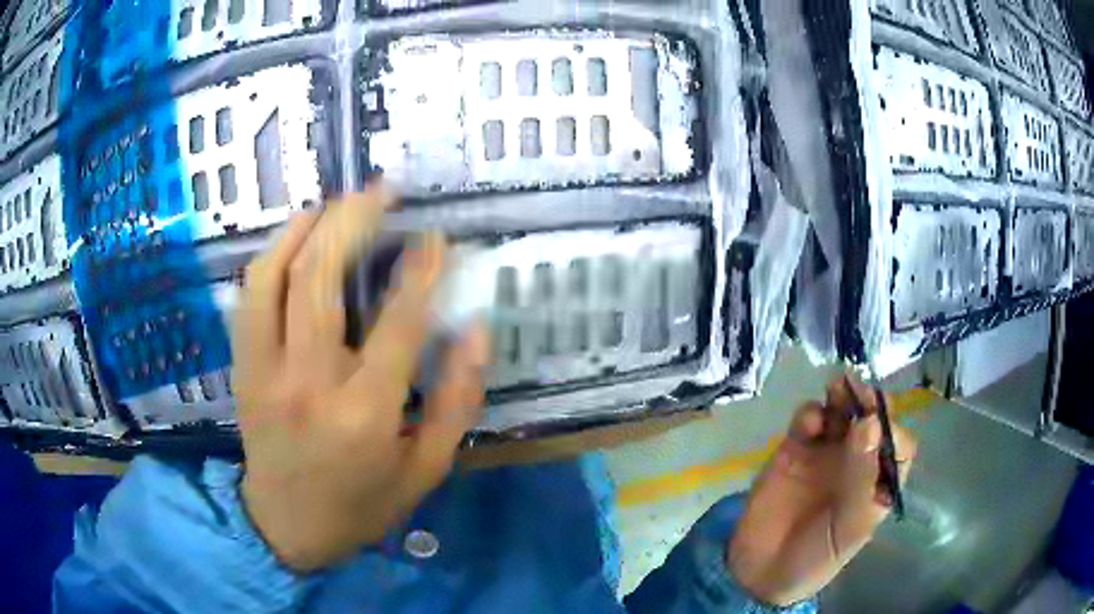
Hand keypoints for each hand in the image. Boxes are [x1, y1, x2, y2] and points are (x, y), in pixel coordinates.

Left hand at [233, 187, 488, 571]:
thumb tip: (473, 329)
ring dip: (304, 228)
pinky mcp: (242, 368)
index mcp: (364, 414)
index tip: (435, 237)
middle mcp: (308, 382)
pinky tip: (293, 236)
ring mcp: (265, 371)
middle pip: (321, 279)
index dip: (421, 270)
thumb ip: (457, 401)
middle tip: (380, 190)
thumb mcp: (427, 468)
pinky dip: (270, 254)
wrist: (286, 526)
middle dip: (353, 221)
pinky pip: (249, 295)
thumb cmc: (362, 503)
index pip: (398, 322)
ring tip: (334, 202)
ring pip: (274, 276)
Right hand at [728, 375, 917, 605]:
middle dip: (868, 402)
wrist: (760, 571)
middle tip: (858, 389)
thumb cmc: (816, 557)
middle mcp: (858, 462)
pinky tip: (809, 421)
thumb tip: (871, 422)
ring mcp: (827, 453)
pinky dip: (810, 412)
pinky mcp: (795, 449)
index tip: (877, 424)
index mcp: (879, 482)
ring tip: (836, 389)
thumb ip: (861, 478)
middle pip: (871, 421)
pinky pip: (808, 421)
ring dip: (842, 397)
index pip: (898, 446)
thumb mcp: (848, 528)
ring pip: (842, 412)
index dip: (892, 430)